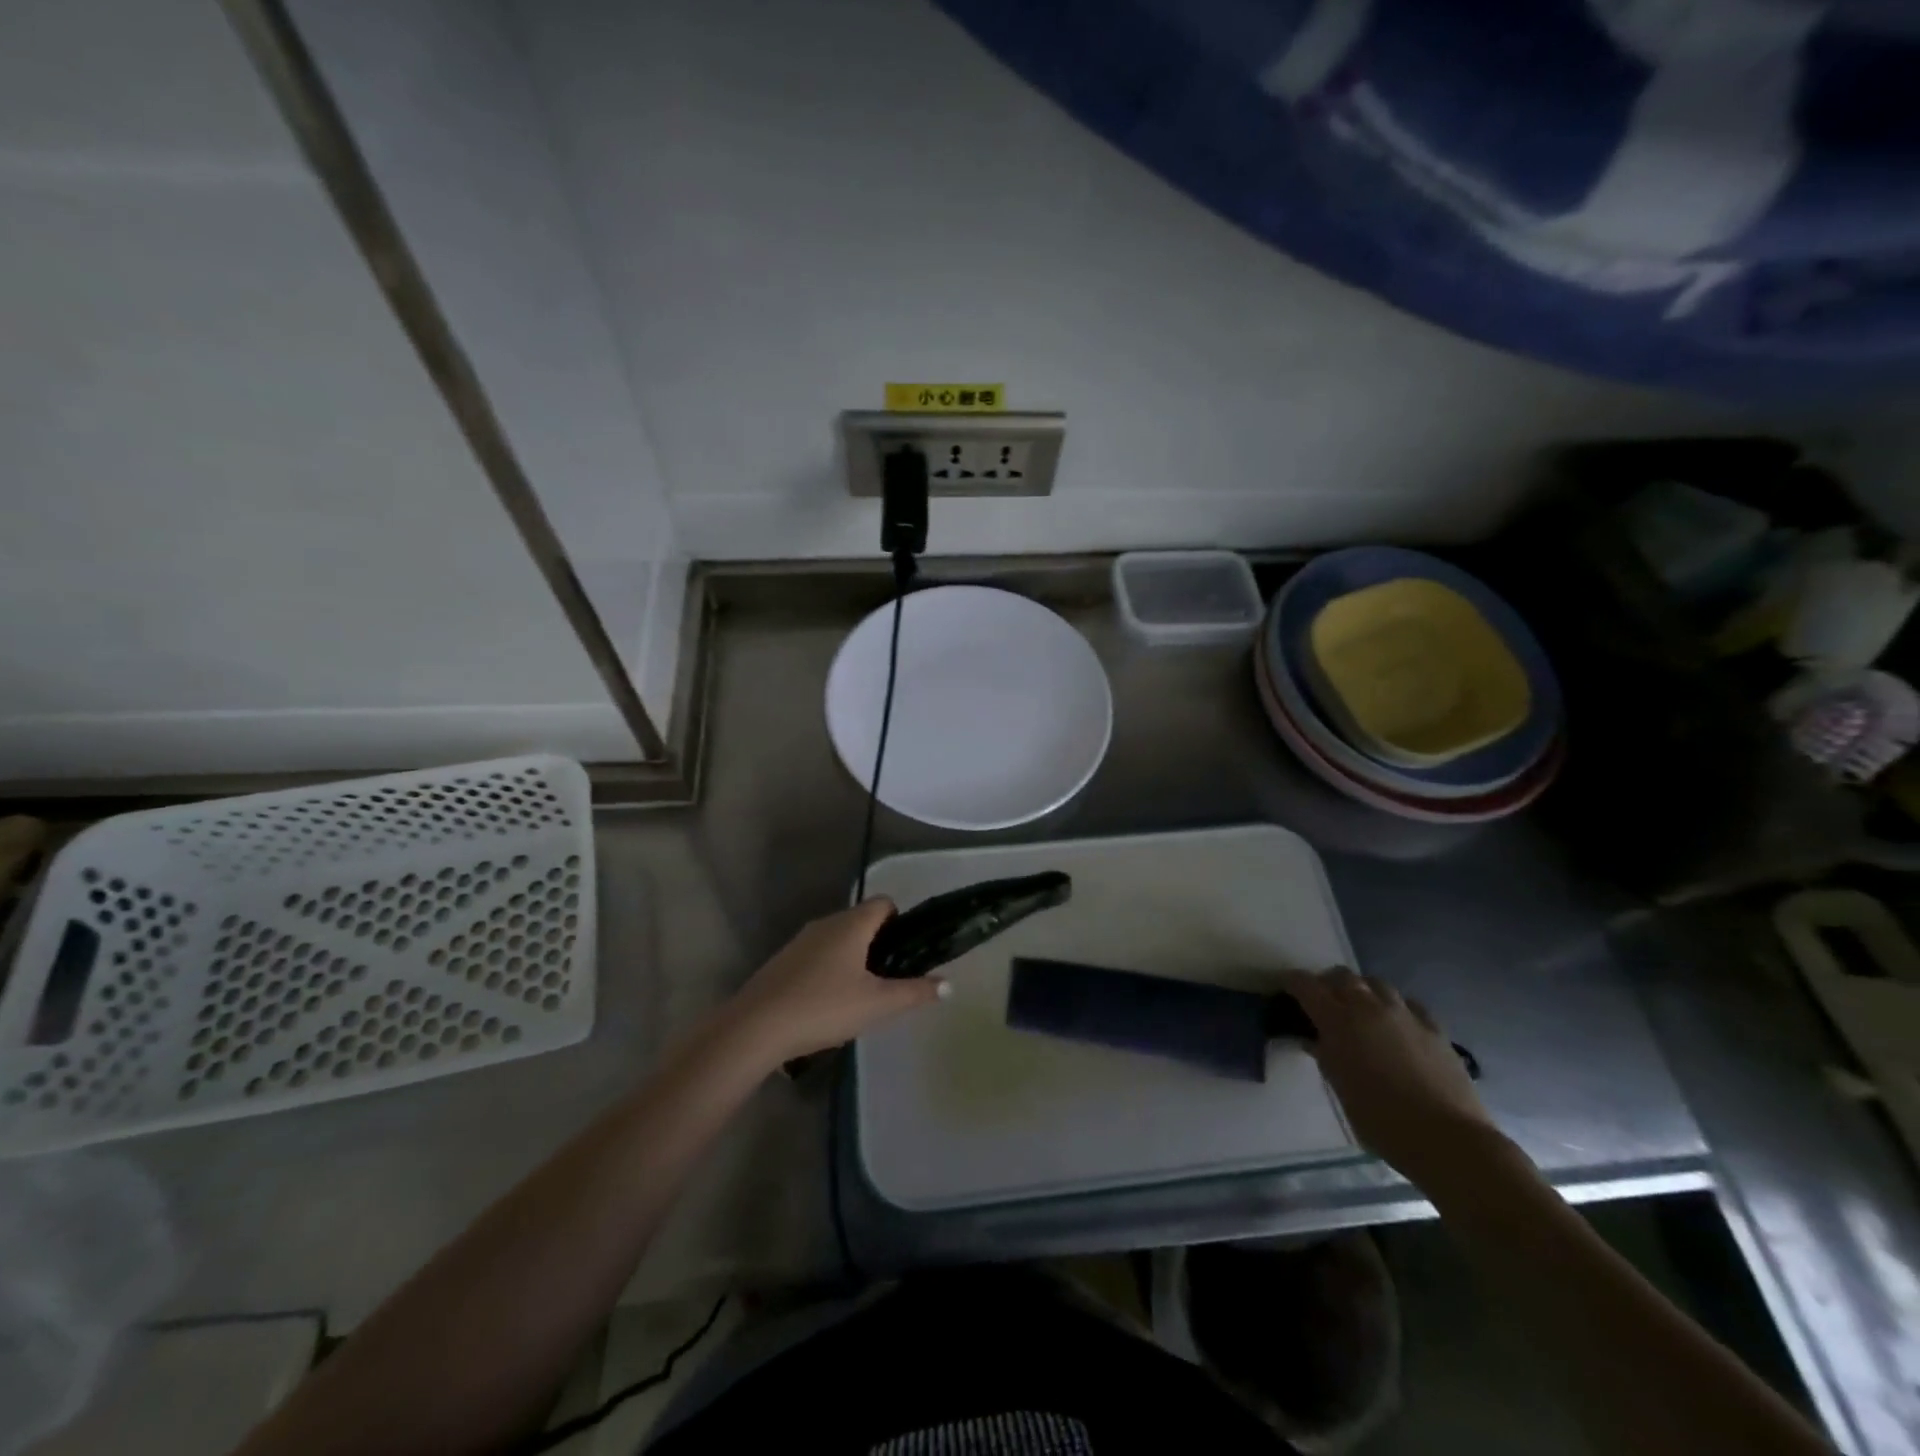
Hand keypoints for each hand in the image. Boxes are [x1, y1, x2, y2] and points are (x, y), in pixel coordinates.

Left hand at [727, 899, 946, 1062]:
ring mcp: (800, 941)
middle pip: (860, 919)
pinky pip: (816, 954)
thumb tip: (948, 984)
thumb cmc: (824, 1007)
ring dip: (852, 957)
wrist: (756, 1027)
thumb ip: (915, 993)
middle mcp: (826, 923)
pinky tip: (828, 1002)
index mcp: (852, 924)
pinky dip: (828, 968)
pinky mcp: (782, 960)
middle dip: (878, 942)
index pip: (883, 902)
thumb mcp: (878, 1005)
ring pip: (837, 938)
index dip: (900, 921)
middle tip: (889, 977)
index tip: (906, 951)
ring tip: (861, 993)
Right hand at [1279, 967, 1498, 1186]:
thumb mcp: (1340, 1088)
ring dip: (1363, 990)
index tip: (1285, 987)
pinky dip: (1395, 1007)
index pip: (1306, 985)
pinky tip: (1397, 1024)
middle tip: (1323, 1001)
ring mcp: (1405, 1014)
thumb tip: (1314, 1040)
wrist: (1447, 1139)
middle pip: (1343, 976)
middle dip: (1328, 983)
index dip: (1292, 982)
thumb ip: (1325, 1056)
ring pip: (1377, 983)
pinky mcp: (1434, 1028)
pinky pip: (1409, 1004)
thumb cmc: (1382, 1120)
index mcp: (1338, 1021)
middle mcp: (1369, 1007)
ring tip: (1361, 1010)